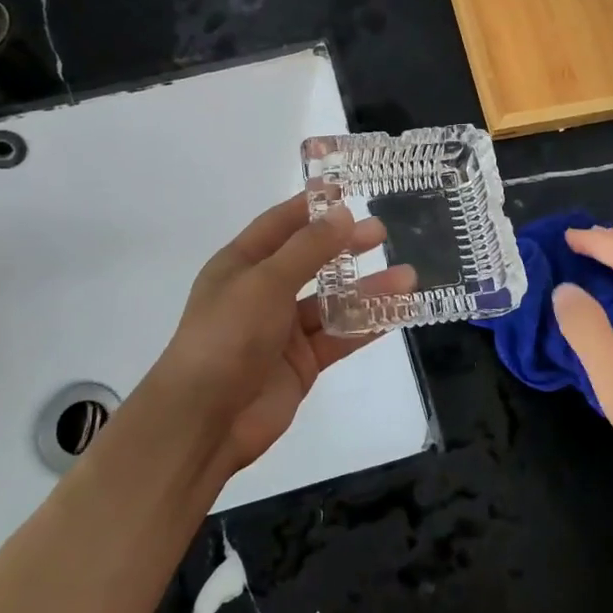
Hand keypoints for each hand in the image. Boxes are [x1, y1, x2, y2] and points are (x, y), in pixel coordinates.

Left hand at [147, 194, 414, 475]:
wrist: (204, 421)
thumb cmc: (227, 337)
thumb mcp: (266, 282)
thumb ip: (308, 248)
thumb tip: (343, 213)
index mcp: (241, 264)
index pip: (280, 225)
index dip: (311, 207)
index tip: (346, 191)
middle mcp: (263, 292)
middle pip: (311, 261)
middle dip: (345, 246)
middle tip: (381, 232)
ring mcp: (283, 329)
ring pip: (333, 301)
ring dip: (367, 289)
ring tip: (408, 276)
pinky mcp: (302, 362)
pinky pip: (339, 336)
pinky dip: (368, 324)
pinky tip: (399, 312)